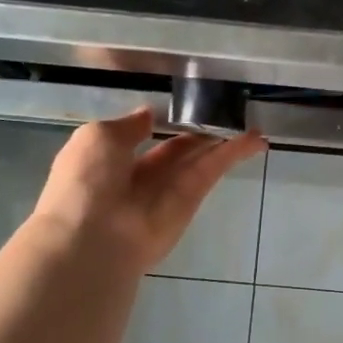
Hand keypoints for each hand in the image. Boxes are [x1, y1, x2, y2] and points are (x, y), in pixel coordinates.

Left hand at [31, 109, 264, 274]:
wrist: (93, 238)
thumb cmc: (86, 181)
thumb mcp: (98, 137)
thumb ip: (127, 126)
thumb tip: (147, 115)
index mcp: (110, 158)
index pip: (141, 137)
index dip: (162, 122)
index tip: (184, 105)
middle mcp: (142, 175)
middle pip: (177, 149)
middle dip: (199, 132)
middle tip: (225, 113)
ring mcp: (169, 189)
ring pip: (200, 158)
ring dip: (224, 141)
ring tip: (253, 125)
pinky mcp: (192, 199)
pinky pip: (212, 170)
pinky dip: (234, 153)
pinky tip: (256, 139)